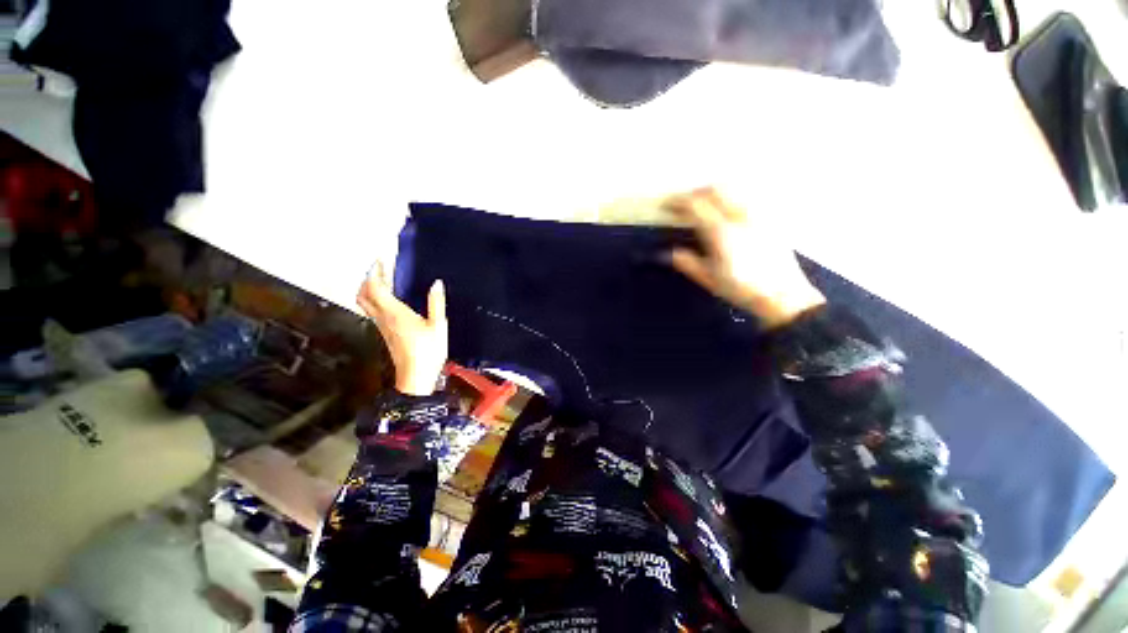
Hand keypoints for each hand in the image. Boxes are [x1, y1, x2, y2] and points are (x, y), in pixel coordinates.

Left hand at [357, 264, 447, 395]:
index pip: (376, 287)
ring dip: (369, 288)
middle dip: (368, 279)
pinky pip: (373, 310)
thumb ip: (436, 303)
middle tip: (380, 268)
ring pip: (365, 303)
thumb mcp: (438, 325)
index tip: (381, 259)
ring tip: (384, 280)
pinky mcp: (386, 333)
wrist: (416, 377)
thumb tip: (436, 283)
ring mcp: (382, 326)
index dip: (376, 271)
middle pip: (363, 294)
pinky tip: (390, 298)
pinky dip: (376, 299)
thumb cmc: (428, 351)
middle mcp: (383, 318)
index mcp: (395, 313)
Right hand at [666, 187, 825, 328]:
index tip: (667, 205)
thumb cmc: (742, 289)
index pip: (695, 205)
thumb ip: (687, 263)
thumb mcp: (709, 279)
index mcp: (721, 233)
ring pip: (733, 189)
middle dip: (695, 193)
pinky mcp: (770, 217)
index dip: (677, 201)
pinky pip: (747, 196)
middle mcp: (740, 217)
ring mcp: (757, 214)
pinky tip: (728, 210)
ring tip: (704, 203)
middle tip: (683, 203)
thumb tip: (667, 253)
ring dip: (713, 191)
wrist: (784, 295)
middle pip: (714, 189)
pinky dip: (731, 196)